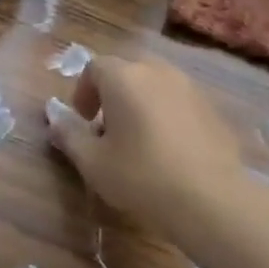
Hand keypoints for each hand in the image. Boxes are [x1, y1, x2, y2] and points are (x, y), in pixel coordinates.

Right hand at [47, 56, 255, 239]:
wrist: (211, 200)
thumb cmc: (141, 176)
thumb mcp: (92, 161)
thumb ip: (68, 134)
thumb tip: (55, 117)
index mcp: (124, 78)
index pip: (94, 67)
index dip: (82, 91)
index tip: (84, 121)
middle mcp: (158, 72)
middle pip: (127, 71)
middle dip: (112, 94)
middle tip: (107, 129)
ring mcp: (190, 88)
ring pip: (156, 85)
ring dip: (140, 103)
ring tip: (138, 140)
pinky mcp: (213, 109)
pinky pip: (179, 102)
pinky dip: (167, 115)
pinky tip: (169, 150)